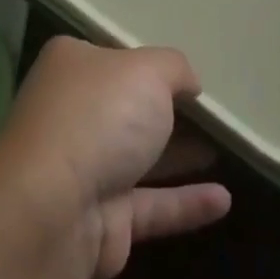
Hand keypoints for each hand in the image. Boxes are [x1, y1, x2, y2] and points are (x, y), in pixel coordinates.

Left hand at [0, 38, 230, 278]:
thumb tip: (187, 83)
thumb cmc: (99, 118)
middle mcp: (71, 114)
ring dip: (179, 154)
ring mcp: (82, 170)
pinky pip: (151, 206)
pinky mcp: (100, 221)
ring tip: (227, 147)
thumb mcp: (148, 71)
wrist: (52, 210)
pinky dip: (185, 202)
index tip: (185, 72)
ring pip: (138, 157)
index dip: (147, 62)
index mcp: (71, 67)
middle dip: (165, 110)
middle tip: (212, 111)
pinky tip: (223, 200)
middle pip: (124, 108)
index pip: (112, 57)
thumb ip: (174, 68)